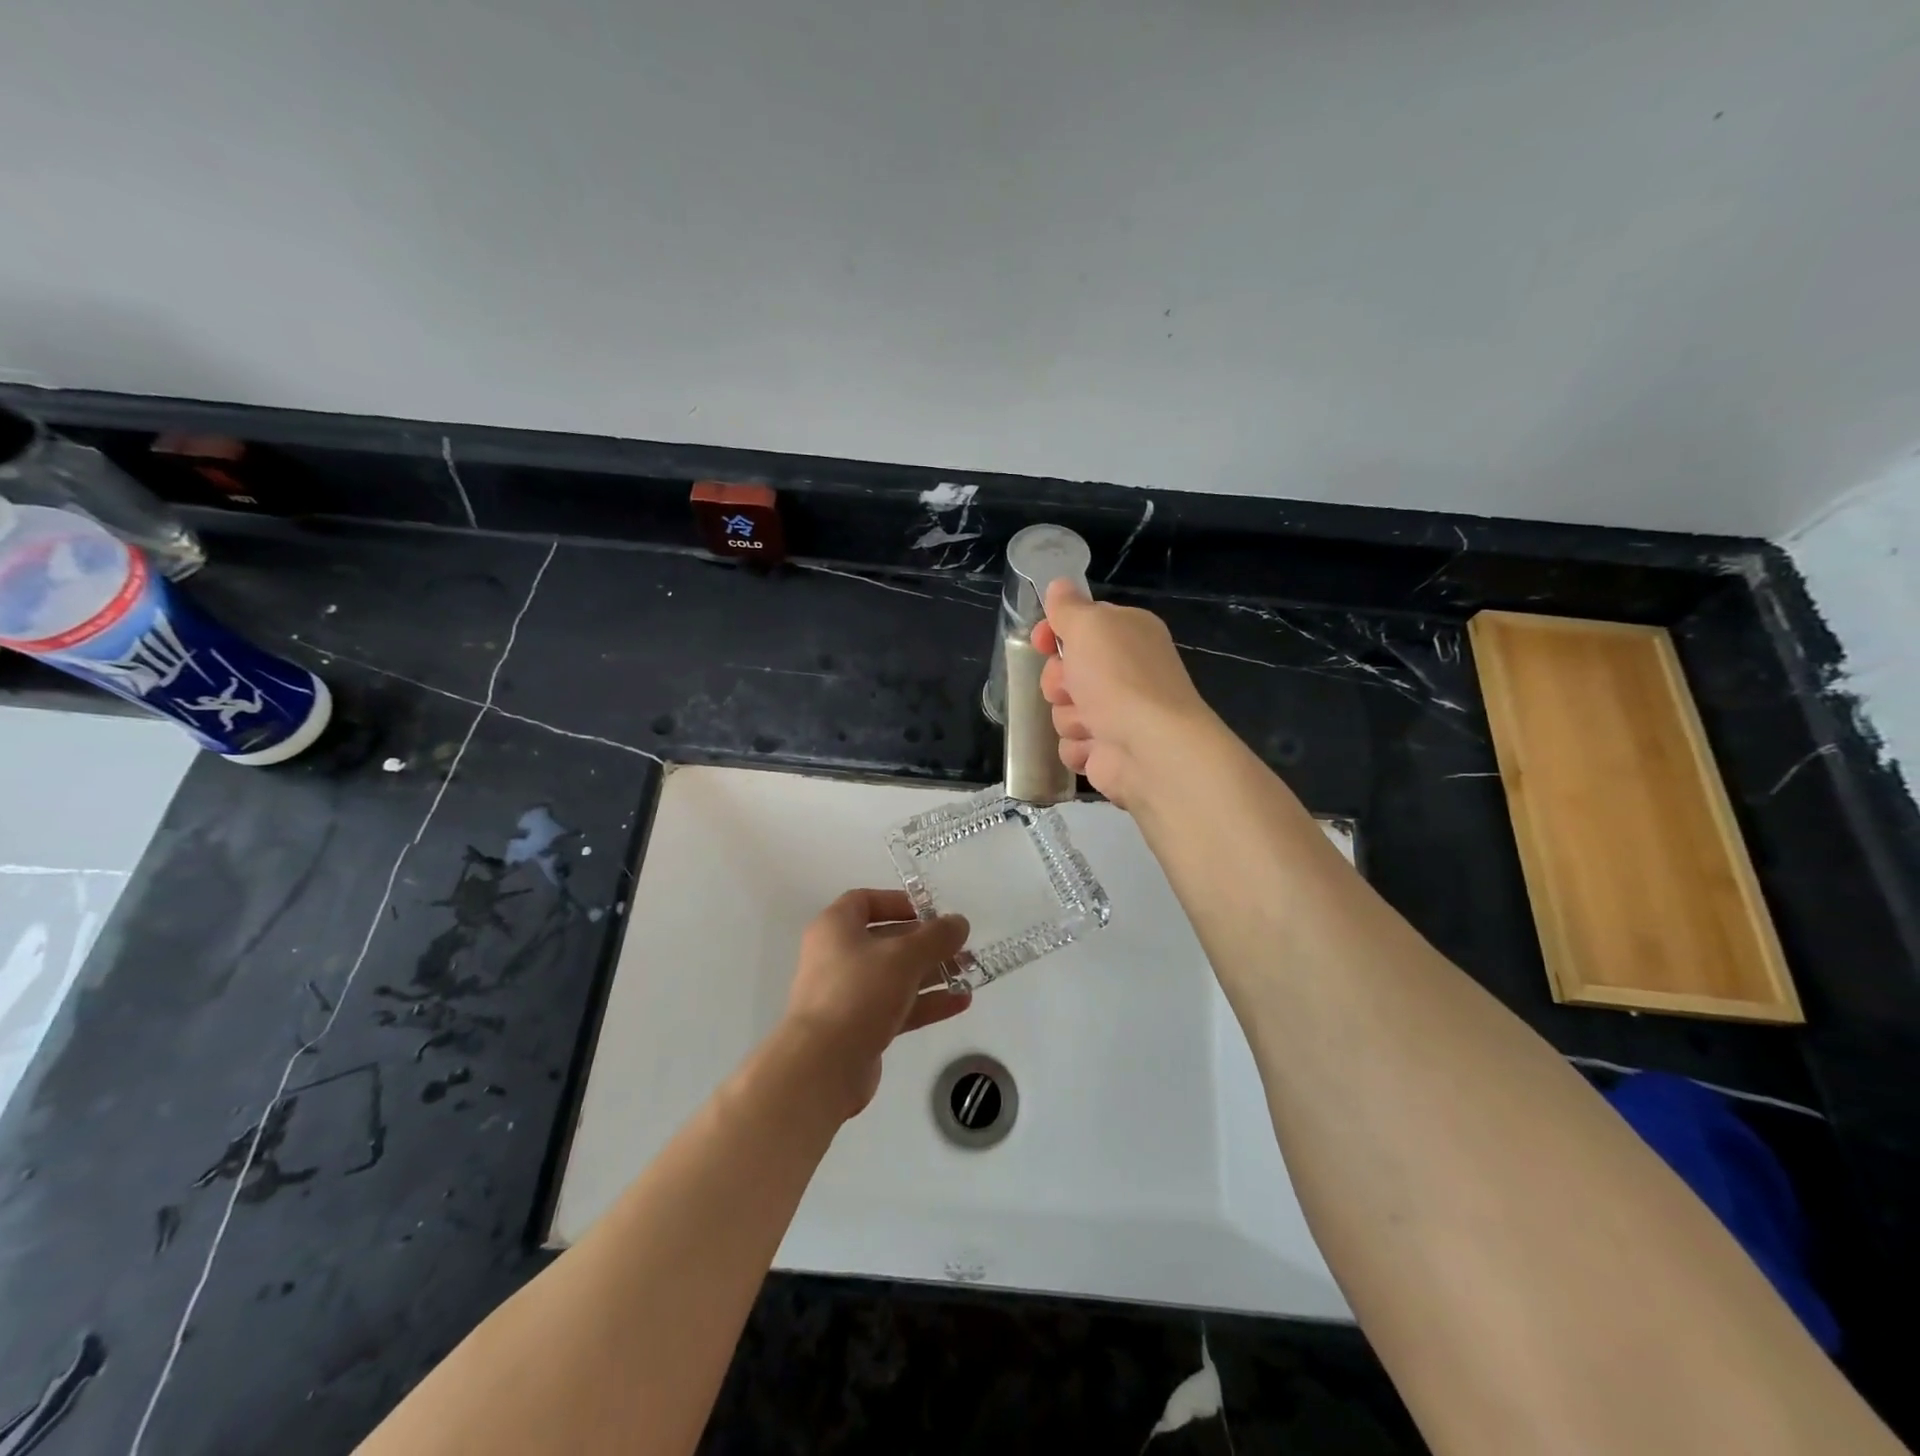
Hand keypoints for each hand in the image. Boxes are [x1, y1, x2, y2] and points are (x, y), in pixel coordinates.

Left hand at [783, 889, 970, 1118]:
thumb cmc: (859, 993)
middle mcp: (836, 956)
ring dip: (930, 973)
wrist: (823, 1065)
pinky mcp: (857, 1028)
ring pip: (894, 976)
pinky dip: (924, 1003)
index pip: (865, 901)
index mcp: (835, 928)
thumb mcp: (904, 957)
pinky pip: (895, 1006)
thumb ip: (936, 937)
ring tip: (968, 974)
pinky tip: (960, 1002)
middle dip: (925, 943)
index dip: (898, 902)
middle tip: (960, 947)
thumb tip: (959, 922)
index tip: (930, 912)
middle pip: (885, 940)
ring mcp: (846, 994)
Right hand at [1033, 579, 1221, 808]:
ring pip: (1064, 710)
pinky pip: (1072, 744)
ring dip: (1069, 716)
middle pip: (1064, 671)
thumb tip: (1059, 585)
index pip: (1081, 625)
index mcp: (1128, 634)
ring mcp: (1117, 714)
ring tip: (1092, 722)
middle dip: (1058, 681)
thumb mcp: (1089, 626)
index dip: (1054, 633)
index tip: (1041, 641)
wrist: (1150, 747)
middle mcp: (1124, 672)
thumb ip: (1069, 606)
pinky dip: (1079, 746)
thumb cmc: (1119, 677)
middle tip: (1071, 687)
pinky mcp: (1108, 751)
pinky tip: (1097, 746)